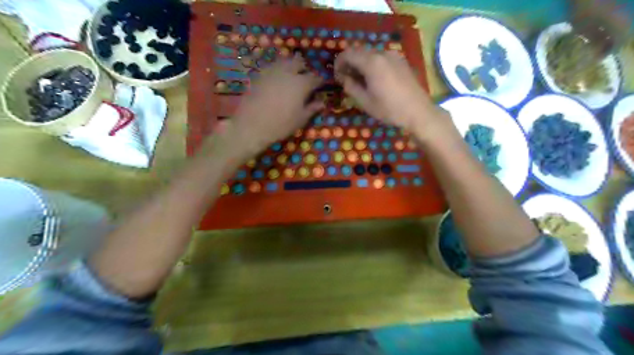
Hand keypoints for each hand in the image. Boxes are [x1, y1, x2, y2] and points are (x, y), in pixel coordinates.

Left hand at [221, 55, 323, 156]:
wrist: (252, 125)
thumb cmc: (281, 125)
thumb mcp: (300, 119)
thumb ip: (312, 109)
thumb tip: (321, 103)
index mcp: (301, 84)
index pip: (314, 78)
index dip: (319, 81)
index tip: (321, 85)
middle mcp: (287, 73)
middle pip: (298, 63)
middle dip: (303, 68)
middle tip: (305, 76)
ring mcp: (271, 72)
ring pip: (283, 62)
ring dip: (289, 66)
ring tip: (291, 75)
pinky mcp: (259, 76)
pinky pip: (271, 68)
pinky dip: (277, 70)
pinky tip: (276, 79)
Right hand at [337, 50, 443, 135]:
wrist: (418, 112)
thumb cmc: (389, 109)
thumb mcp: (365, 102)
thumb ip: (351, 86)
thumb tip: (344, 78)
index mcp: (371, 62)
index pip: (348, 54)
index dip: (339, 63)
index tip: (337, 76)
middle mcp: (382, 53)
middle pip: (359, 51)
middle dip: (350, 63)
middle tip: (347, 79)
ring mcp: (394, 55)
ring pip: (371, 54)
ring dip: (362, 64)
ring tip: (361, 81)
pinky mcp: (402, 61)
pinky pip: (382, 58)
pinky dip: (373, 64)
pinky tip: (375, 80)